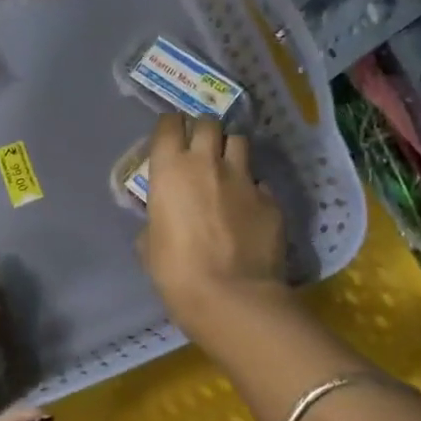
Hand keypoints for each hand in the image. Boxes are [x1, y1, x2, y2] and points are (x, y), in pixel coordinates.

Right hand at [140, 113, 289, 340]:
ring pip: (240, 142)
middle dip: (203, 131)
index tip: (169, 136)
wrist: (232, 297)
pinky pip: (260, 182)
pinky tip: (248, 208)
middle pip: (209, 123)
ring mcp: (244, 179)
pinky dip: (252, 188)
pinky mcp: (272, 199)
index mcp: (170, 169)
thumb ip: (157, 219)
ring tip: (227, 169)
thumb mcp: (149, 245)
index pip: (169, 124)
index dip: (169, 127)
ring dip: (230, 150)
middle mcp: (208, 163)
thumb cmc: (176, 272)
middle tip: (200, 149)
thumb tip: (165, 219)